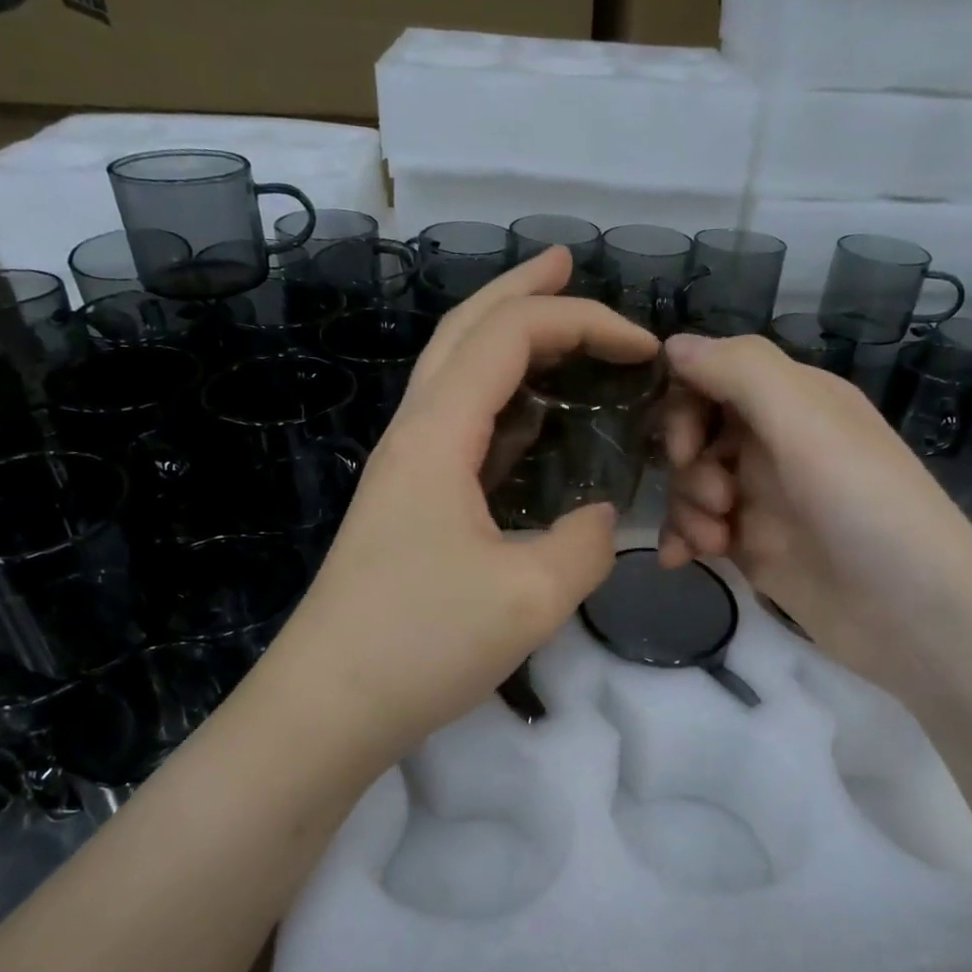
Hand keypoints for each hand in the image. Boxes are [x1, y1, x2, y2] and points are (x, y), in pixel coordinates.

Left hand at [267, 247, 658, 758]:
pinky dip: (498, 400)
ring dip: (503, 338)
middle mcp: (414, 434)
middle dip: (520, 290)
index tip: (644, 346)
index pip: (509, 338)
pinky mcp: (408, 505)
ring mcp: (406, 470)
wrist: (327, 707)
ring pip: (454, 375)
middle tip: (568, 264)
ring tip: (553, 327)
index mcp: (437, 435)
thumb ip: (587, 543)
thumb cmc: (422, 644)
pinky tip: (528, 419)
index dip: (581, 322)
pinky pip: (458, 427)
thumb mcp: (532, 597)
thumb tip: (601, 516)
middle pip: (464, 331)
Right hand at [657, 333, 971, 678]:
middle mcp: (775, 442)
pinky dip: (683, 539)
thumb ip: (740, 372)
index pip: (714, 376)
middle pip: (696, 431)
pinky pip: (696, 528)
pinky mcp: (753, 546)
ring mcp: (763, 497)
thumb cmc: (865, 506)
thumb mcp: (808, 422)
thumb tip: (672, 343)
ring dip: (686, 508)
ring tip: (714, 541)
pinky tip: (681, 561)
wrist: (915, 616)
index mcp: (794, 400)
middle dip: (688, 463)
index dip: (686, 404)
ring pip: (691, 482)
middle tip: (717, 498)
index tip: (686, 445)